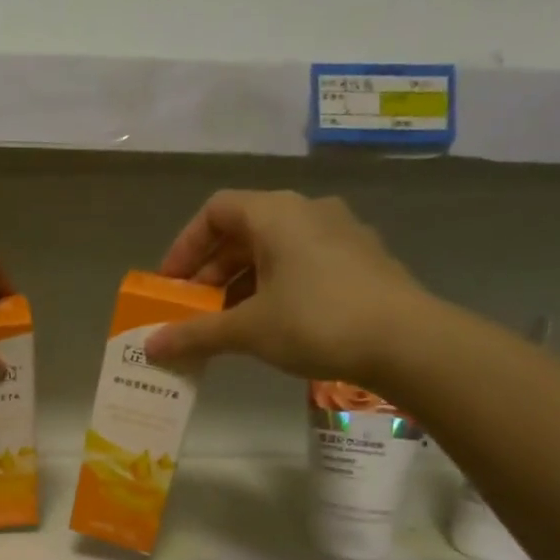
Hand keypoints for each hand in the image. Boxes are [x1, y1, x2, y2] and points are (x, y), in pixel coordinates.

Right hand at [143, 190, 434, 386]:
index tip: (170, 285)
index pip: (215, 211)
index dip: (185, 246)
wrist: (408, 341)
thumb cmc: (316, 321)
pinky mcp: (360, 260)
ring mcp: (340, 234)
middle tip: (193, 310)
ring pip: (273, 250)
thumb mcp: (248, 330)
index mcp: (276, 213)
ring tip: (227, 324)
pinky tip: (270, 324)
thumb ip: (195, 334)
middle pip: (243, 231)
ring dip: (241, 283)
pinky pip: (301, 264)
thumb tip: (151, 347)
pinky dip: (274, 287)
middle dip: (210, 272)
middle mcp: (308, 211)